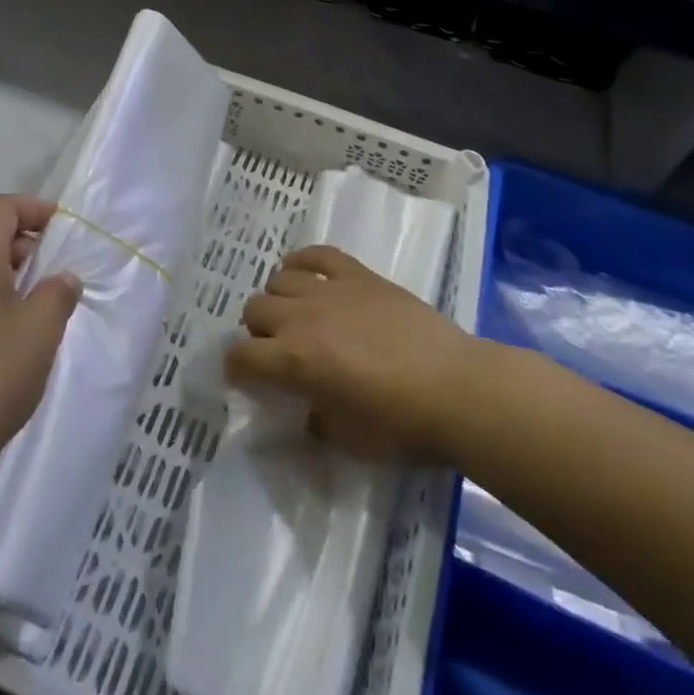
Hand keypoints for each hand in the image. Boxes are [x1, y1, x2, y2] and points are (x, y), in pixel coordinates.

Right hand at [227, 245, 475, 461]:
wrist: (457, 389)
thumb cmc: (402, 426)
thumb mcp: (347, 440)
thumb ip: (314, 420)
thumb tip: (306, 409)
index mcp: (294, 361)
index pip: (240, 357)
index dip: (236, 370)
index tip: (246, 380)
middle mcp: (302, 318)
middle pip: (254, 309)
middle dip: (257, 332)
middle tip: (278, 350)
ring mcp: (330, 290)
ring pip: (279, 278)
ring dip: (279, 299)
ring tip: (297, 315)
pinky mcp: (358, 275)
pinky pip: (318, 254)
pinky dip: (304, 260)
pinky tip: (306, 273)